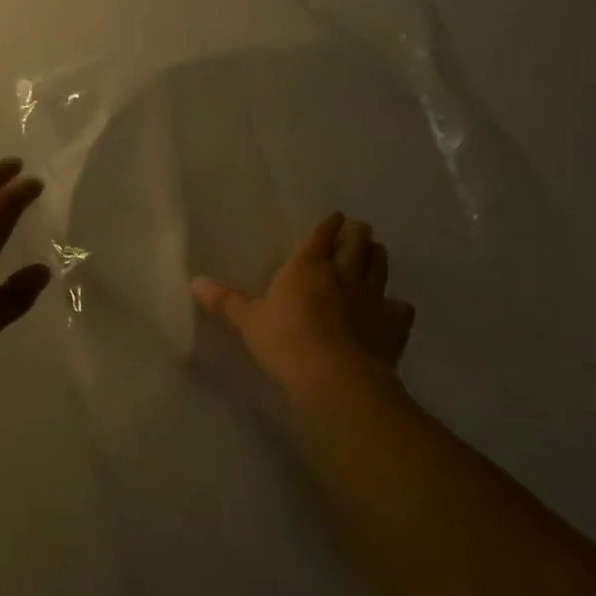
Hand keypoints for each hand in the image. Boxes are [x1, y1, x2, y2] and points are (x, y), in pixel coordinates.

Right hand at [192, 213, 414, 396]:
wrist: (336, 379)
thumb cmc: (286, 342)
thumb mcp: (248, 321)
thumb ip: (225, 301)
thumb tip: (194, 282)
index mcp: (308, 265)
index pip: (322, 235)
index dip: (329, 224)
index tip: (335, 217)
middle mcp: (343, 274)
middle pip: (357, 242)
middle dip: (358, 233)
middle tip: (358, 230)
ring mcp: (372, 298)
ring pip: (380, 267)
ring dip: (378, 257)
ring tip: (376, 252)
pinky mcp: (392, 326)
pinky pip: (400, 308)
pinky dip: (397, 306)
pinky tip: (394, 308)